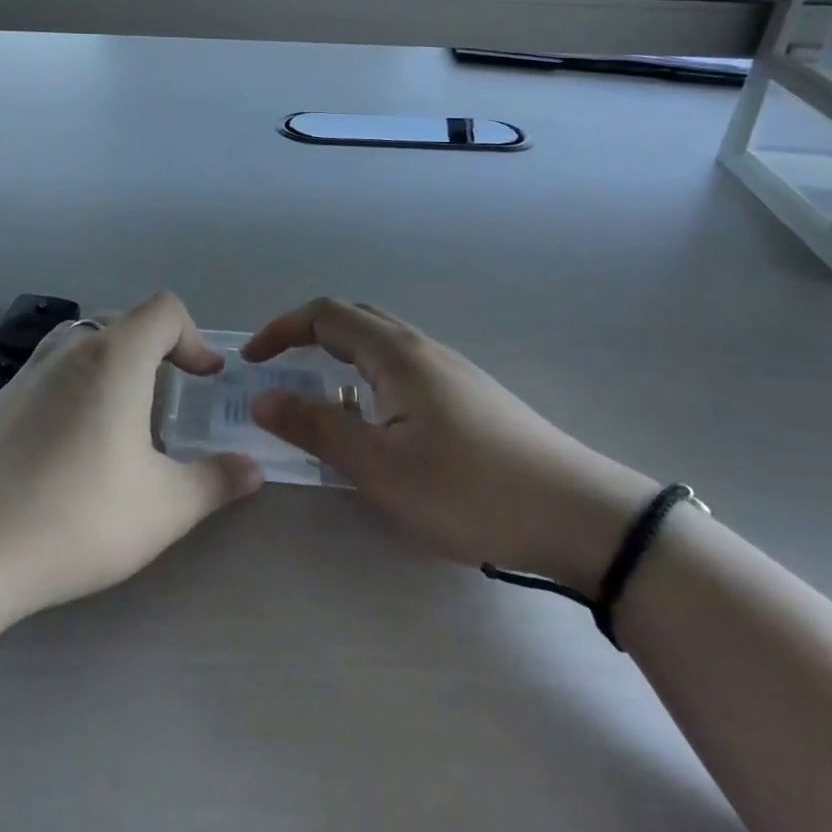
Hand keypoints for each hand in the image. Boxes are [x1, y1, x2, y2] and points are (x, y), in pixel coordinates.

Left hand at [0, 292, 263, 616]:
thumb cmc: (78, 516)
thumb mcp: (165, 507)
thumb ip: (216, 481)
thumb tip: (252, 468)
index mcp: (114, 358)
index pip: (164, 310)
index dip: (195, 337)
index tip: (205, 379)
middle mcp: (69, 351)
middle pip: (123, 322)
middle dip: (157, 350)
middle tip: (171, 398)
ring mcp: (26, 374)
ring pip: (82, 344)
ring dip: (113, 365)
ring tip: (122, 418)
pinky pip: (49, 373)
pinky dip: (75, 387)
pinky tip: (70, 447)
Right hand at [244, 299, 653, 593]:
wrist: (580, 515)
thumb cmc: (470, 490)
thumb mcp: (381, 467)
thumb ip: (318, 427)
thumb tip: (261, 395)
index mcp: (397, 355)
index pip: (326, 315)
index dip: (282, 329)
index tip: (251, 360)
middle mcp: (423, 349)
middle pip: (355, 320)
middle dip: (308, 336)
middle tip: (279, 370)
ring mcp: (452, 371)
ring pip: (382, 346)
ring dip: (340, 360)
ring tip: (320, 401)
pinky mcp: (470, 397)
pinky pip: (404, 370)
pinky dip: (369, 380)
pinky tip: (378, 426)